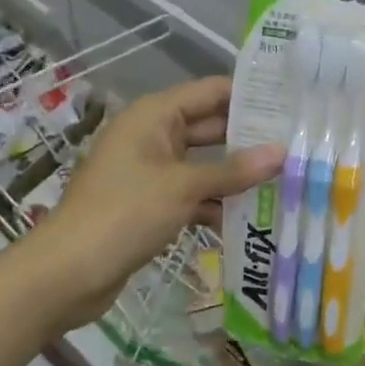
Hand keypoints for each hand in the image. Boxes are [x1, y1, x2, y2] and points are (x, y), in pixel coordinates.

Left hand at [17, 77, 282, 327]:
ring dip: (236, 175)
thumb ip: (234, 170)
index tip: (293, 102)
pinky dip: (215, 202)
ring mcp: (151, 171)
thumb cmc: (125, 213)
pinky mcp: (150, 203)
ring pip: (204, 164)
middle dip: (250, 138)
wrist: (66, 274)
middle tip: (297, 144)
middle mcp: (153, 136)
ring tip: (285, 179)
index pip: (211, 92)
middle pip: (210, 127)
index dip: (250, 95)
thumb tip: (283, 153)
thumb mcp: (184, 187)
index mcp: (154, 116)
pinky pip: (192, 193)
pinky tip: (250, 216)